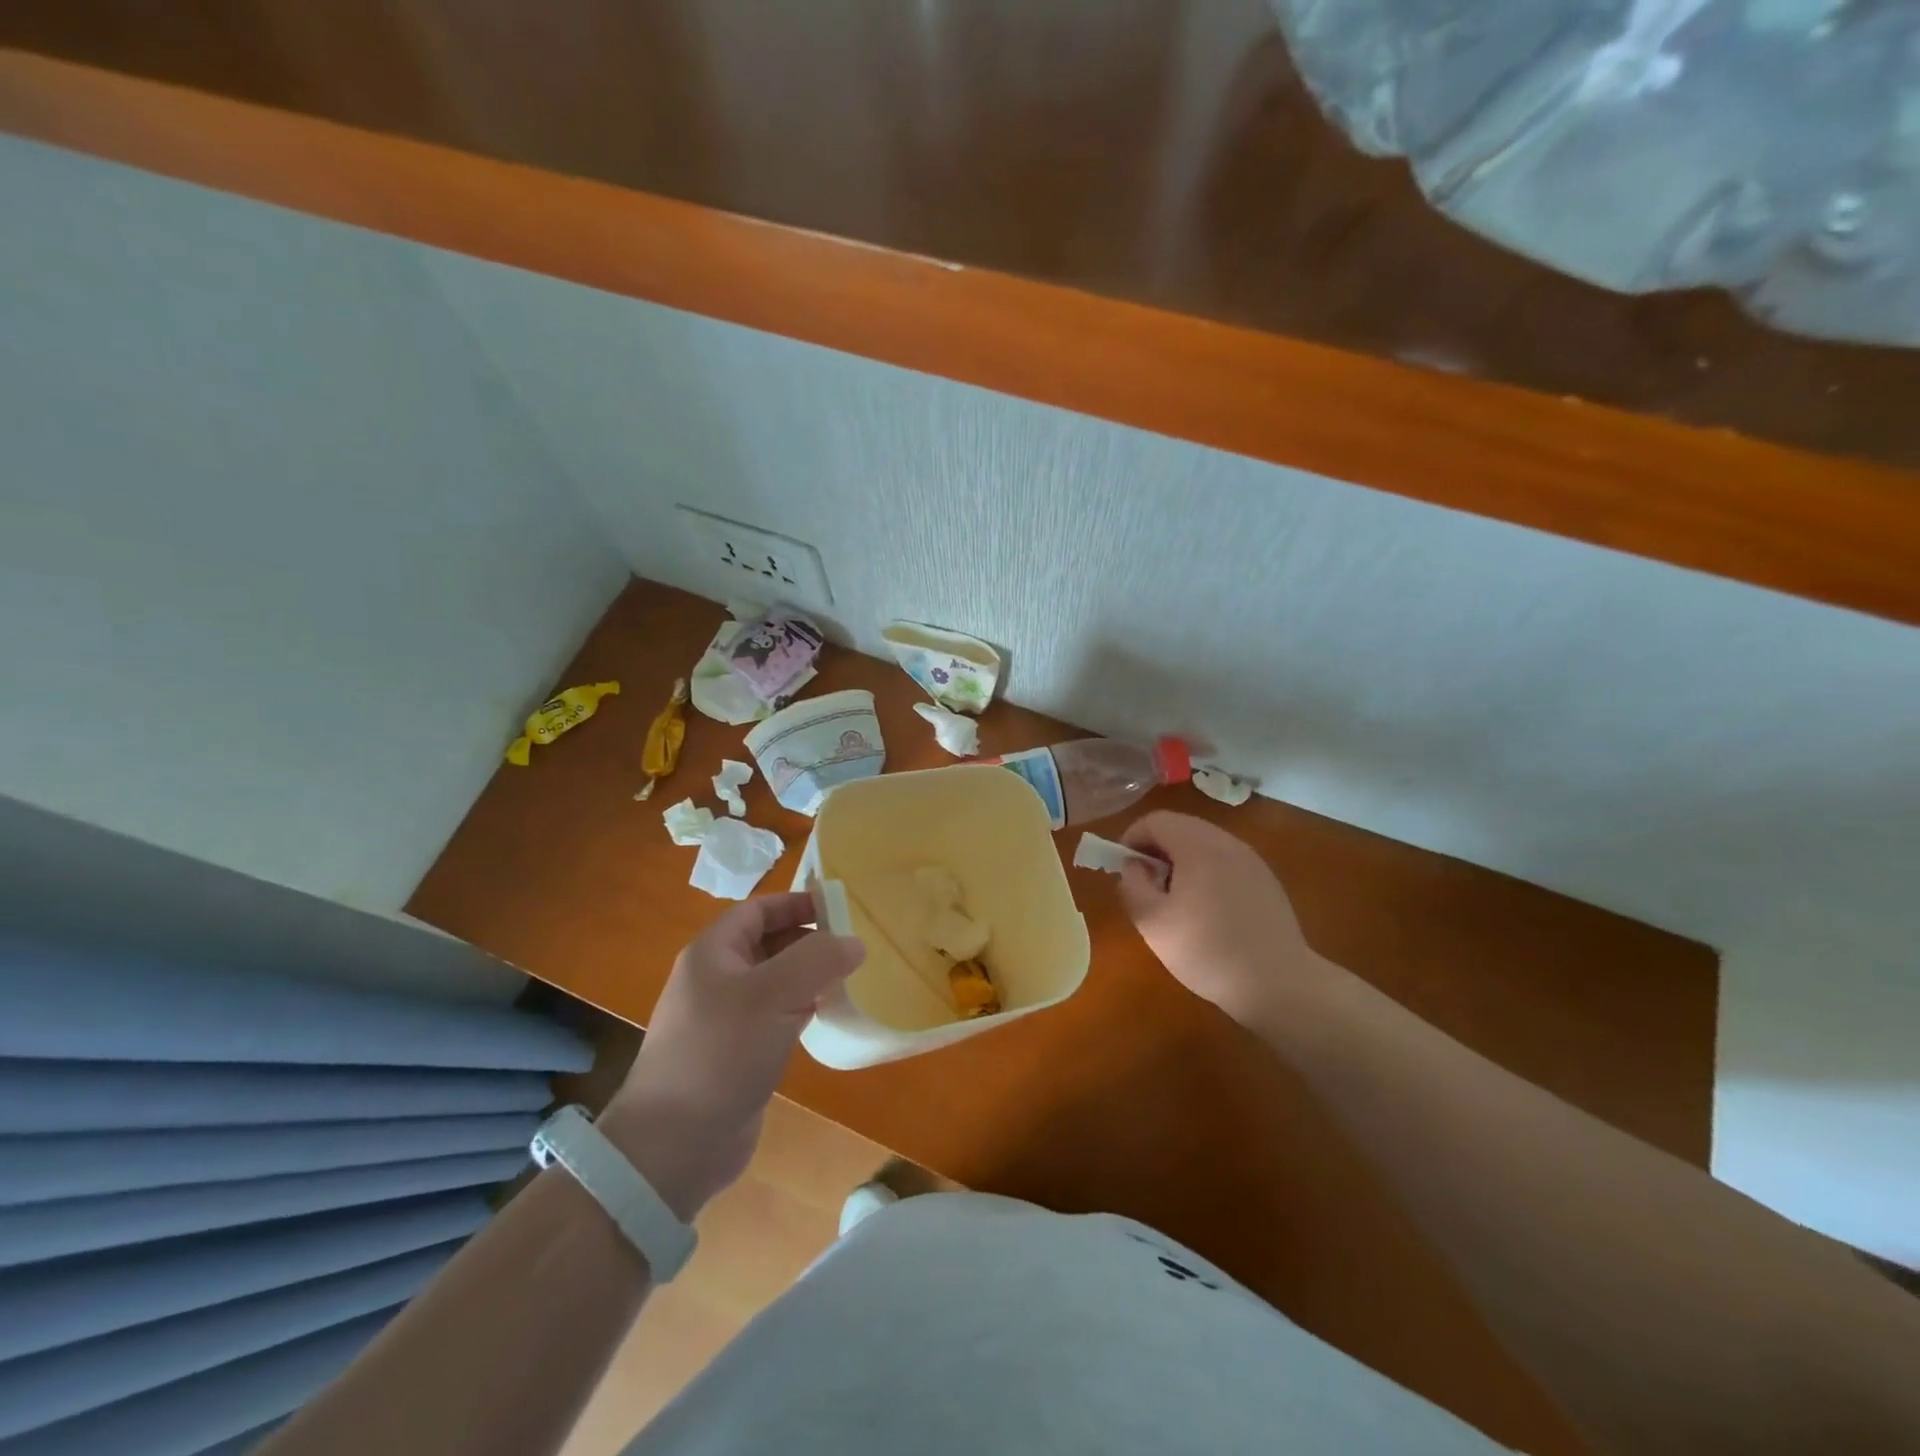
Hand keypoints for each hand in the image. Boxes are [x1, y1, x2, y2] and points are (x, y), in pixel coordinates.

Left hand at [601, 893, 863, 1219]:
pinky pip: (775, 1016)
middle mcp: (716, 979)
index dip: (797, 903)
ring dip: (809, 976)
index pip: (759, 910)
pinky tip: (826, 1017)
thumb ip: (817, 960)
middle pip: (768, 943)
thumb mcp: (773, 995)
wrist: (674, 1145)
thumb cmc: (720, 1053)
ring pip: (775, 981)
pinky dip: (801, 1009)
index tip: (840, 908)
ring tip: (849, 978)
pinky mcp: (736, 1053)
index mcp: (713, 953)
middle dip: (809, 940)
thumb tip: (854, 942)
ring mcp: (725, 1018)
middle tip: (853, 946)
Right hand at [1118, 811, 1339, 1026]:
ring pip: (1204, 844)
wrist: (1278, 984)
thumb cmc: (1207, 950)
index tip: (1124, 869)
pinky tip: (1207, 910)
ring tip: (1175, 899)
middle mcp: (1227, 842)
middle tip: (1147, 885)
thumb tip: (1134, 865)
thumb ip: (1132, 885)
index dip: (1132, 838)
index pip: (1155, 820)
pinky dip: (1206, 872)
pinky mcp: (1266, 880)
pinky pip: (1225, 861)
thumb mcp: (1152, 922)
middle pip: (1181, 827)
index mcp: (1198, 845)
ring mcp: (1251, 860)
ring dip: (1181, 861)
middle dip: (1156, 849)